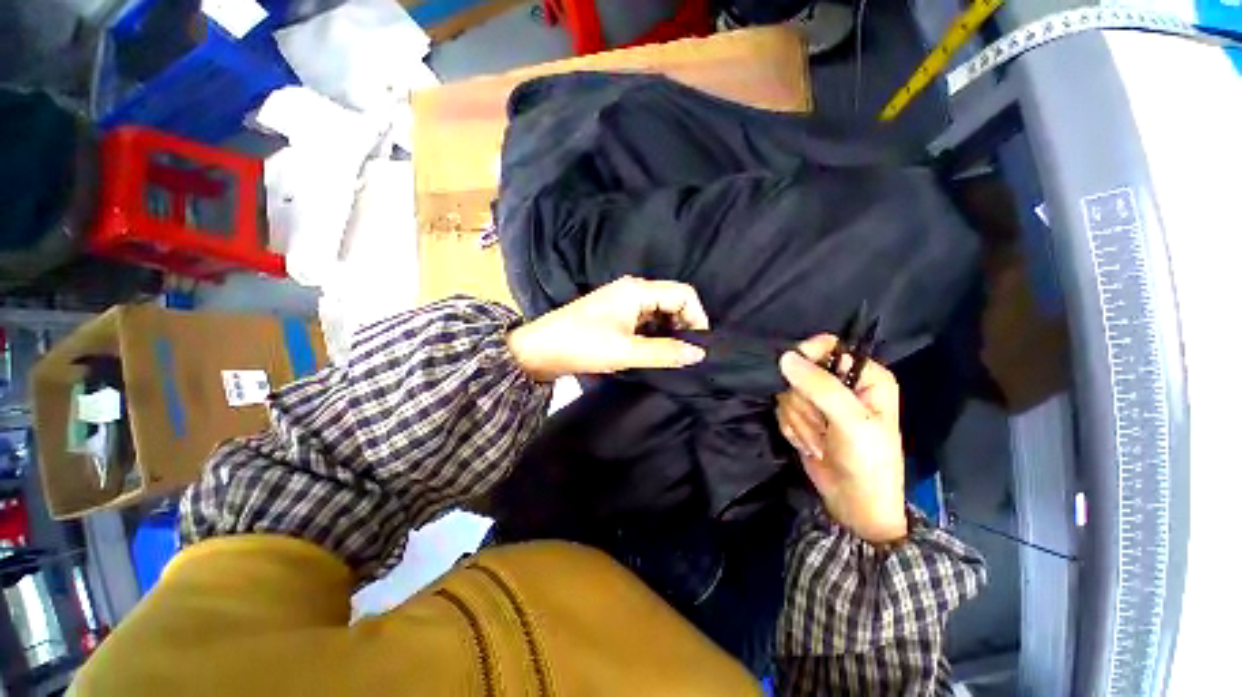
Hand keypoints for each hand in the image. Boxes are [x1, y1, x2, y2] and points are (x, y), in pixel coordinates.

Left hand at [507, 276, 709, 381]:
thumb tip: (699, 353)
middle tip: (687, 354)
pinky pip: (646, 322)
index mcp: (637, 290)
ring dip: (670, 333)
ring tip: (673, 357)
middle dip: (684, 326)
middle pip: (673, 302)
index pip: (684, 294)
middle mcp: (633, 291)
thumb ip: (664, 351)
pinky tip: (655, 353)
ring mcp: (624, 304)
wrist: (539, 350)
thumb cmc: (581, 345)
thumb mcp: (626, 351)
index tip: (699, 345)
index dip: (697, 318)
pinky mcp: (616, 317)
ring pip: (660, 313)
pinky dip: (655, 335)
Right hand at [777, 335, 906, 543]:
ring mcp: (819, 401)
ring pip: (787, 392)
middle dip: (804, 403)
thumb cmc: (867, 461)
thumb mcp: (851, 422)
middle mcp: (841, 383)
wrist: (854, 503)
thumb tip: (785, 357)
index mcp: (865, 376)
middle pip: (800, 371)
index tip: (795, 373)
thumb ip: (820, 387)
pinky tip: (810, 445)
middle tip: (823, 426)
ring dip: (798, 420)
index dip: (808, 355)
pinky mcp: (802, 416)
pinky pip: (781, 409)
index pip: (827, 346)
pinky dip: (792, 429)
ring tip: (820, 441)